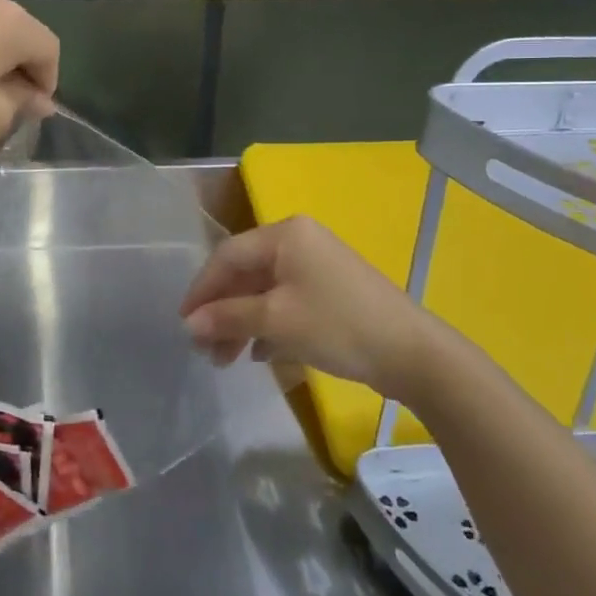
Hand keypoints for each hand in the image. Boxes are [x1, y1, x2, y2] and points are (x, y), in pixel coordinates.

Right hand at [180, 217, 430, 393]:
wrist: (411, 352)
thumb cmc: (337, 325)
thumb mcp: (276, 320)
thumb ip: (228, 317)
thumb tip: (189, 324)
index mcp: (286, 235)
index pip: (228, 256)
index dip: (202, 289)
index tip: (183, 323)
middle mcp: (299, 241)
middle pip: (246, 274)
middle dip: (222, 312)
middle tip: (205, 349)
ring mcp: (317, 266)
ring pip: (264, 291)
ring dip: (242, 323)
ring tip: (226, 360)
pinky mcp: (330, 292)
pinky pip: (286, 302)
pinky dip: (268, 325)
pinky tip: (259, 354)